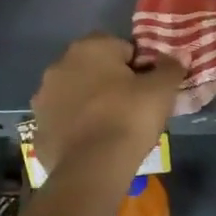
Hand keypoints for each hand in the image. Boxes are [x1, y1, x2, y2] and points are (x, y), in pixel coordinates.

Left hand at [32, 34, 184, 175]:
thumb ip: (170, 68)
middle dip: (112, 82)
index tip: (150, 88)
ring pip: (76, 93)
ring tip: (113, 127)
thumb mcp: (161, 90)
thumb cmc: (129, 117)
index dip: (140, 66)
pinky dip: (77, 127)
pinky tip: (93, 143)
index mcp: (89, 47)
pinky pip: (64, 121)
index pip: (122, 47)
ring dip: (91, 102)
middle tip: (134, 106)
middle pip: (95, 68)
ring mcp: (44, 98)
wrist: (92, 168)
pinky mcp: (38, 128)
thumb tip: (178, 57)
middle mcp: (60, 65)